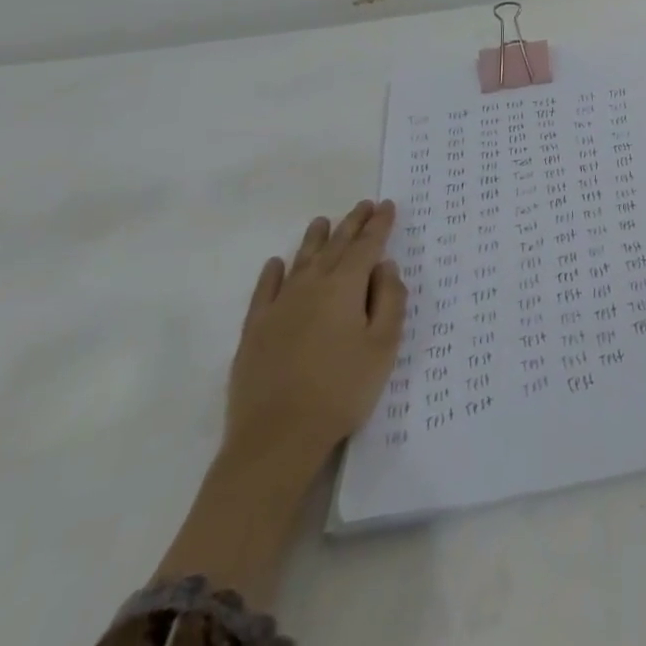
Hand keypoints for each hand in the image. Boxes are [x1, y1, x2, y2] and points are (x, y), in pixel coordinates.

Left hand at [225, 201, 408, 472]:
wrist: (275, 440)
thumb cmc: (341, 390)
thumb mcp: (383, 347)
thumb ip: (390, 301)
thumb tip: (385, 267)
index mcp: (345, 287)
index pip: (367, 246)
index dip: (379, 225)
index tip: (387, 206)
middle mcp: (311, 286)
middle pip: (336, 246)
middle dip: (352, 224)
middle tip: (364, 205)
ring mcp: (279, 307)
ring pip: (301, 261)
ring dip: (315, 239)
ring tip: (323, 221)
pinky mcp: (254, 330)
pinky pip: (265, 290)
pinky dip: (273, 273)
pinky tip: (277, 263)